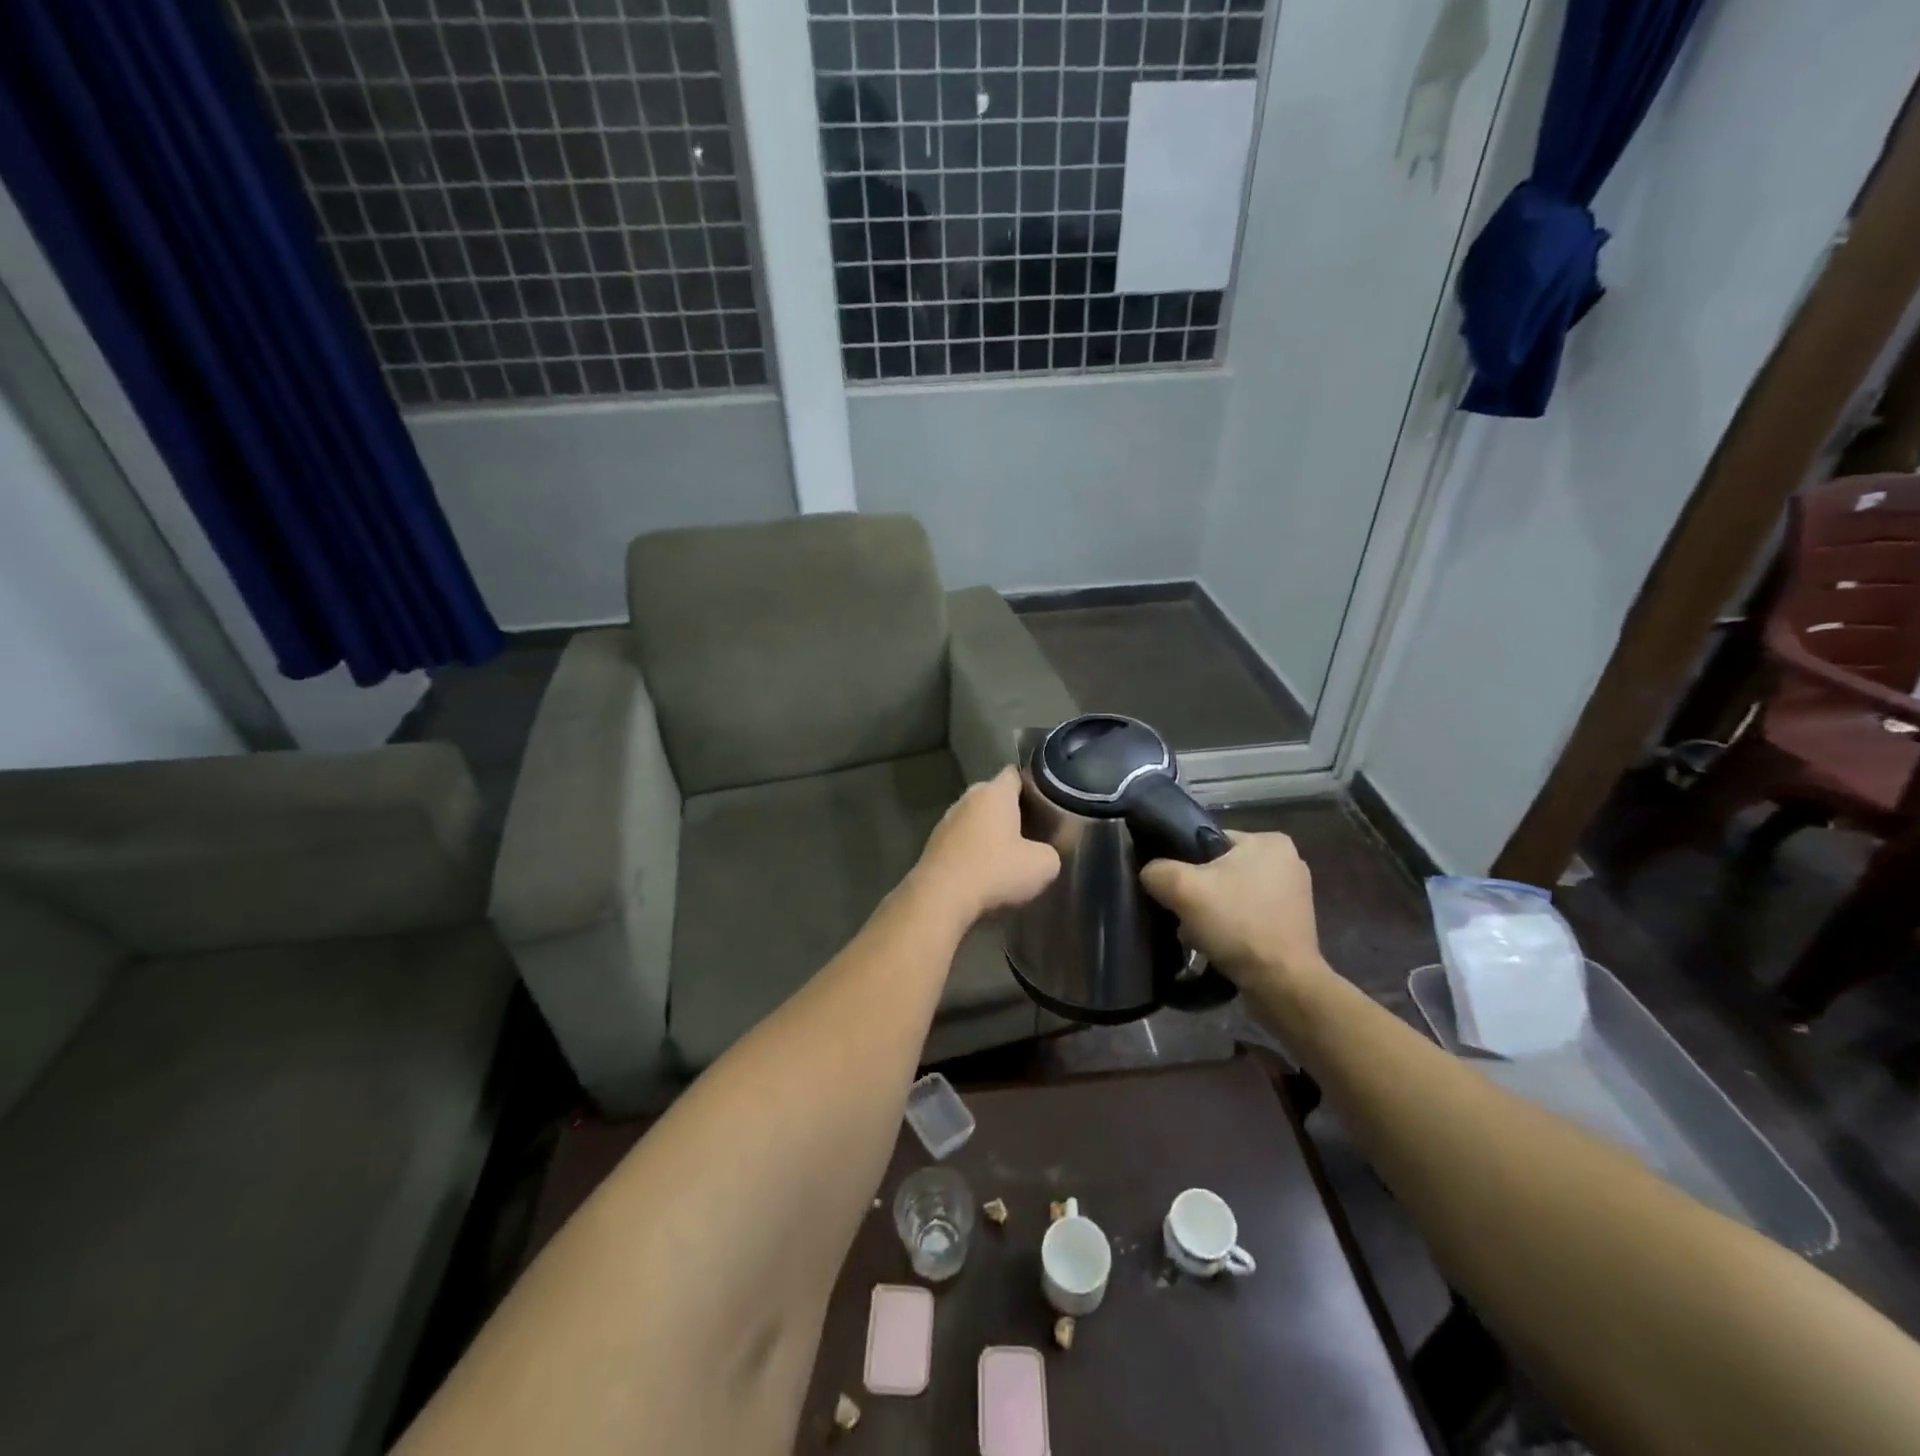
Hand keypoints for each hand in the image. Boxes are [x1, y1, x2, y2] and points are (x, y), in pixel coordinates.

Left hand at [910, 767, 1060, 924]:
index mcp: (994, 793)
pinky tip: (982, 871)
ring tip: (1006, 855)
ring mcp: (946, 820)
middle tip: (1031, 832)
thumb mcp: (1043, 866)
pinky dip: (971, 850)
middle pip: (994, 796)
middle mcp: (967, 798)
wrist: (940, 899)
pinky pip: (960, 840)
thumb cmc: (995, 872)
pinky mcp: (932, 844)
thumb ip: (1050, 851)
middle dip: (1011, 811)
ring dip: (988, 832)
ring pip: (975, 819)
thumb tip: (1043, 853)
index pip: (1015, 774)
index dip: (1032, 785)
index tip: (1045, 803)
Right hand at [1139, 831, 1323, 989]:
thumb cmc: (1237, 925)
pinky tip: (1216, 944)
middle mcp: (1287, 861)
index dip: (1184, 862)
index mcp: (1269, 841)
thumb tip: (1151, 874)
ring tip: (1196, 934)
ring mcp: (1294, 895)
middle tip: (1182, 914)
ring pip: (1232, 894)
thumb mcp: (1182, 889)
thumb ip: (1157, 871)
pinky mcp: (1293, 924)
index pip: (1209, 840)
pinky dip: (1230, 927)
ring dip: (1211, 912)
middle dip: (1198, 892)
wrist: (1282, 985)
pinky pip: (1248, 915)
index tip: (1173, 888)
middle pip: (1220, 869)